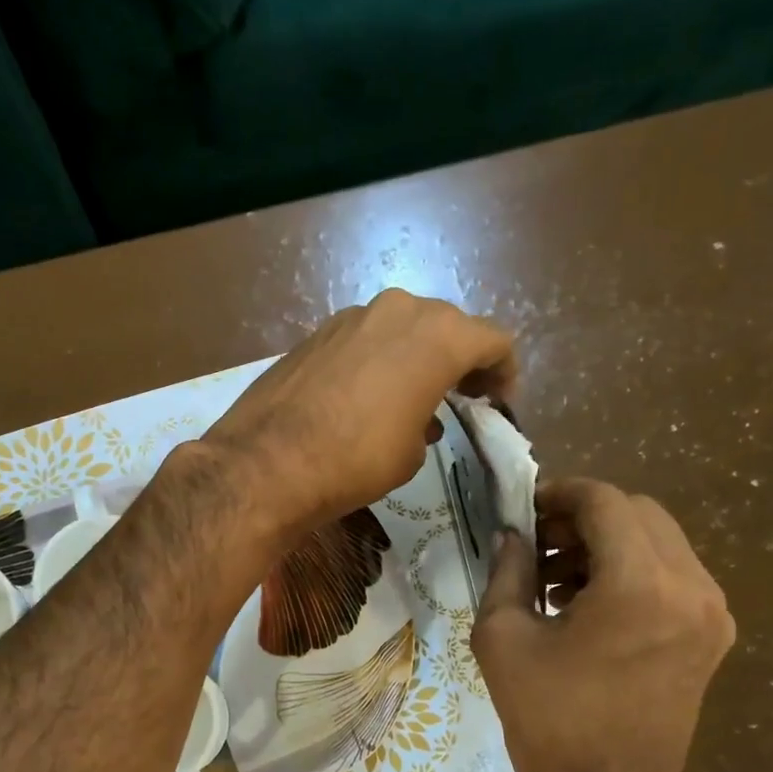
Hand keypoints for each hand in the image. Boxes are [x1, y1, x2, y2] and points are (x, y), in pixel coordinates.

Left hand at [204, 290, 515, 538]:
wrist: (268, 462)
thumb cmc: (357, 460)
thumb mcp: (412, 452)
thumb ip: (429, 422)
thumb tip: (420, 416)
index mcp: (437, 336)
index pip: (493, 339)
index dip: (504, 370)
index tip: (498, 399)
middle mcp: (399, 310)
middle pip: (447, 326)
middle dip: (460, 360)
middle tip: (462, 397)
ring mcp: (352, 316)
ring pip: (403, 328)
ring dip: (416, 357)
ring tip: (413, 399)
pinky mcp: (317, 332)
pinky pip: (365, 339)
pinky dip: (379, 360)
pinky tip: (368, 397)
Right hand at [472, 478, 735, 771]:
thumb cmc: (548, 720)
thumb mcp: (504, 637)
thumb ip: (508, 570)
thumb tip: (513, 533)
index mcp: (640, 584)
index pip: (605, 502)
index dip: (560, 493)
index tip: (525, 506)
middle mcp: (691, 586)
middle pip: (639, 513)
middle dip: (584, 517)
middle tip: (538, 543)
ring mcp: (711, 611)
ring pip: (659, 540)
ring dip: (608, 543)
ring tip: (557, 577)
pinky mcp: (712, 635)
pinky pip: (673, 574)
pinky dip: (631, 570)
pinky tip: (588, 602)